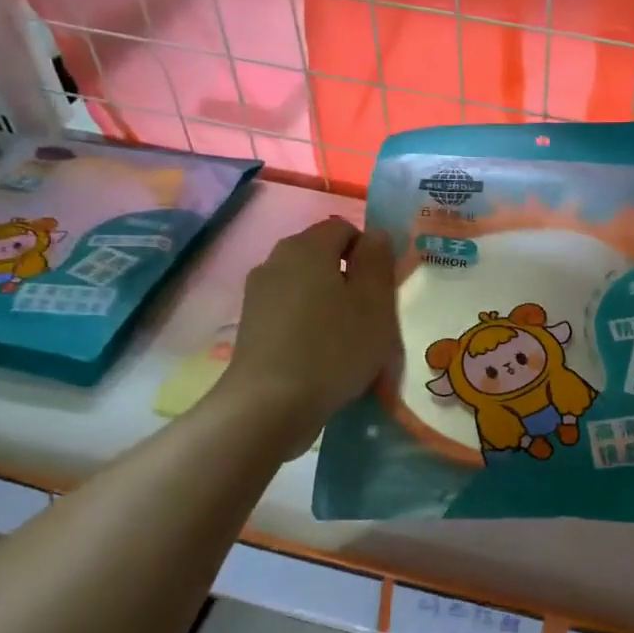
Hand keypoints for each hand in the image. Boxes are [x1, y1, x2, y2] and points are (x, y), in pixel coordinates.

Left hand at [211, 217, 397, 456]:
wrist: (270, 404)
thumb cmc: (333, 347)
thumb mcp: (375, 303)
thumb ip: (378, 261)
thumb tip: (375, 235)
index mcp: (308, 246)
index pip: (345, 228)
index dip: (369, 252)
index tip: (383, 290)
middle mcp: (276, 259)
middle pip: (323, 256)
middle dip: (349, 278)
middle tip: (371, 317)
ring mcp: (258, 293)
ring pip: (306, 285)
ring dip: (329, 303)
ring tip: (346, 341)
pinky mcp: (250, 325)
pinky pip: (290, 311)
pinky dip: (308, 324)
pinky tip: (320, 356)